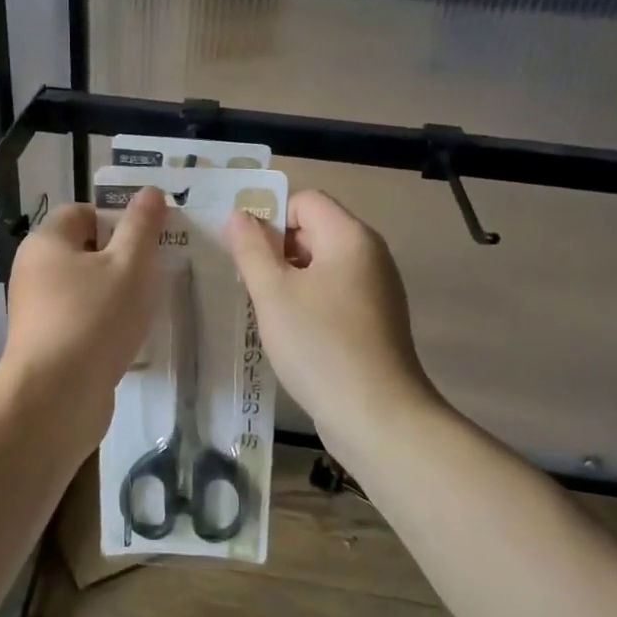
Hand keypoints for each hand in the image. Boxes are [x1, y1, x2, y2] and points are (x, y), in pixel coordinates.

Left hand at [0, 187, 166, 446]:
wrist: (56, 397)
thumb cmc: (94, 318)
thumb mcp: (129, 265)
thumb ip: (142, 226)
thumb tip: (149, 191)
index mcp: (47, 242)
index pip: (82, 212)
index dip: (118, 219)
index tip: (150, 239)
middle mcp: (34, 271)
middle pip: (84, 250)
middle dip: (122, 259)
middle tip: (157, 272)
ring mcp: (37, 311)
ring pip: (85, 289)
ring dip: (116, 294)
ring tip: (149, 307)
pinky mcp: (46, 345)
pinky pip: (81, 321)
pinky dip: (104, 324)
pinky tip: (129, 339)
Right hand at [225, 190, 440, 450]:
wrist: (376, 415)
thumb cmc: (319, 345)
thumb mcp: (273, 293)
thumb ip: (251, 249)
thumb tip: (239, 215)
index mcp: (350, 237)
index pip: (304, 200)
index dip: (269, 218)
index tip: (243, 253)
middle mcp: (369, 255)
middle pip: (314, 230)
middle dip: (275, 250)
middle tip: (247, 284)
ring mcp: (376, 290)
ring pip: (321, 266)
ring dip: (288, 280)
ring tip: (263, 311)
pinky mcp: (375, 321)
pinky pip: (334, 294)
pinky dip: (308, 303)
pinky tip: (290, 333)